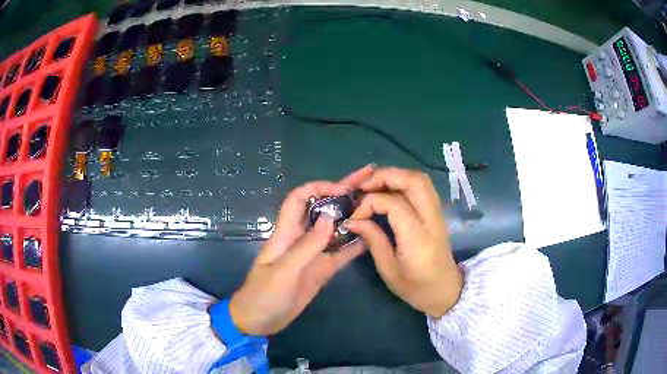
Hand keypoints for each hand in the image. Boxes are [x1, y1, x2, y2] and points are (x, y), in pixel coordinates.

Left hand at [229, 166, 373, 335]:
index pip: (300, 198)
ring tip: (377, 206)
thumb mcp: (284, 271)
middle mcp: (301, 238)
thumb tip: (331, 218)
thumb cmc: (264, 294)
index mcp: (286, 233)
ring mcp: (313, 254)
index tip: (343, 191)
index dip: (319, 188)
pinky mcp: (321, 270)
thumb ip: (307, 246)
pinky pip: (340, 254)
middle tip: (369, 181)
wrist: (259, 320)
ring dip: (352, 217)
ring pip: (334, 230)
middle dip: (343, 193)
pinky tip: (372, 239)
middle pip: (322, 209)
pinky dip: (354, 245)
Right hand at [344, 168, 462, 317]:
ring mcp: (438, 214)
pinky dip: (404, 181)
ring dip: (395, 176)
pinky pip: (423, 187)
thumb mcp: (388, 270)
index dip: (370, 203)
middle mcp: (431, 219)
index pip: (394, 204)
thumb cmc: (416, 287)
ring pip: (420, 179)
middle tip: (362, 187)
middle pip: (413, 181)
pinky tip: (389, 190)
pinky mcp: (437, 213)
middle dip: (385, 176)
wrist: (445, 291)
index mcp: (418, 238)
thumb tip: (352, 220)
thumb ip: (373, 239)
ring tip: (373, 186)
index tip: (355, 217)